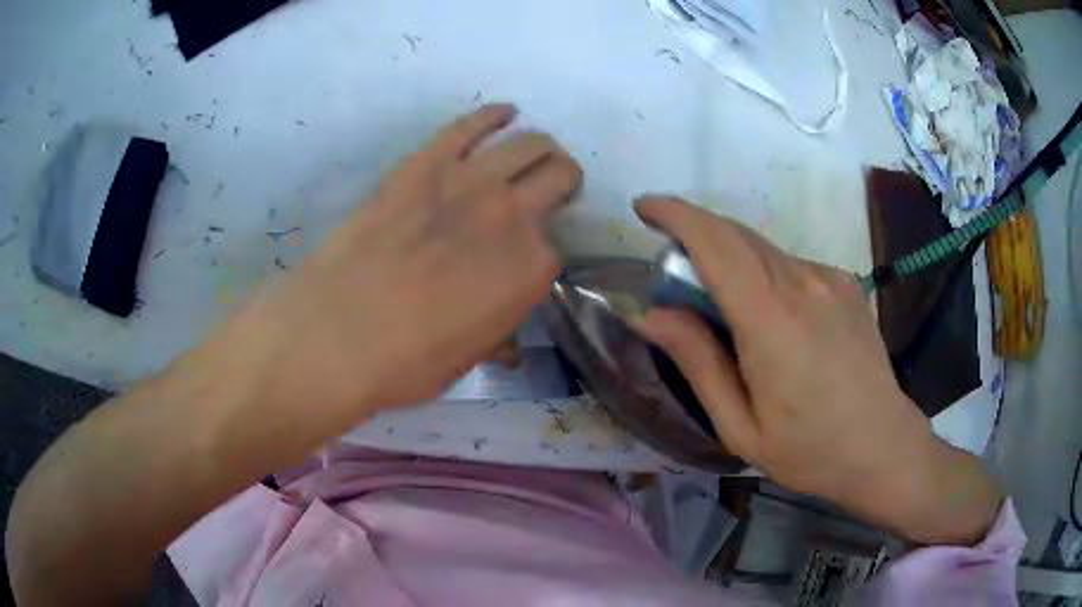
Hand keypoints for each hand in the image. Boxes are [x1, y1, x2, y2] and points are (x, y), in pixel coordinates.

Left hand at [230, 104, 581, 419]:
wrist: (335, 331)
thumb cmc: (405, 360)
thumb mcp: (467, 359)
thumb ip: (497, 334)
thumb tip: (506, 343)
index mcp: (531, 269)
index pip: (555, 247)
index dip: (540, 251)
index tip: (525, 257)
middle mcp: (514, 215)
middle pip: (560, 175)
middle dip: (562, 181)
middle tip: (549, 190)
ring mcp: (471, 180)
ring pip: (530, 142)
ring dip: (540, 147)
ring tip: (532, 154)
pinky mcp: (426, 160)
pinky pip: (471, 124)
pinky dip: (494, 115)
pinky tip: (504, 113)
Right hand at [632, 197, 1000, 544]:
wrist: (883, 447)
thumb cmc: (809, 450)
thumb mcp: (740, 426)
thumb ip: (697, 363)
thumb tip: (651, 314)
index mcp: (772, 321)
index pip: (716, 243)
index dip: (675, 215)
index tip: (644, 207)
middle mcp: (803, 283)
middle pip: (736, 235)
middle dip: (695, 235)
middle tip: (673, 271)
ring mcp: (830, 278)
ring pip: (763, 249)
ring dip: (730, 259)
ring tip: (724, 309)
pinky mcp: (846, 283)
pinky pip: (791, 264)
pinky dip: (764, 274)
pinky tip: (773, 319)